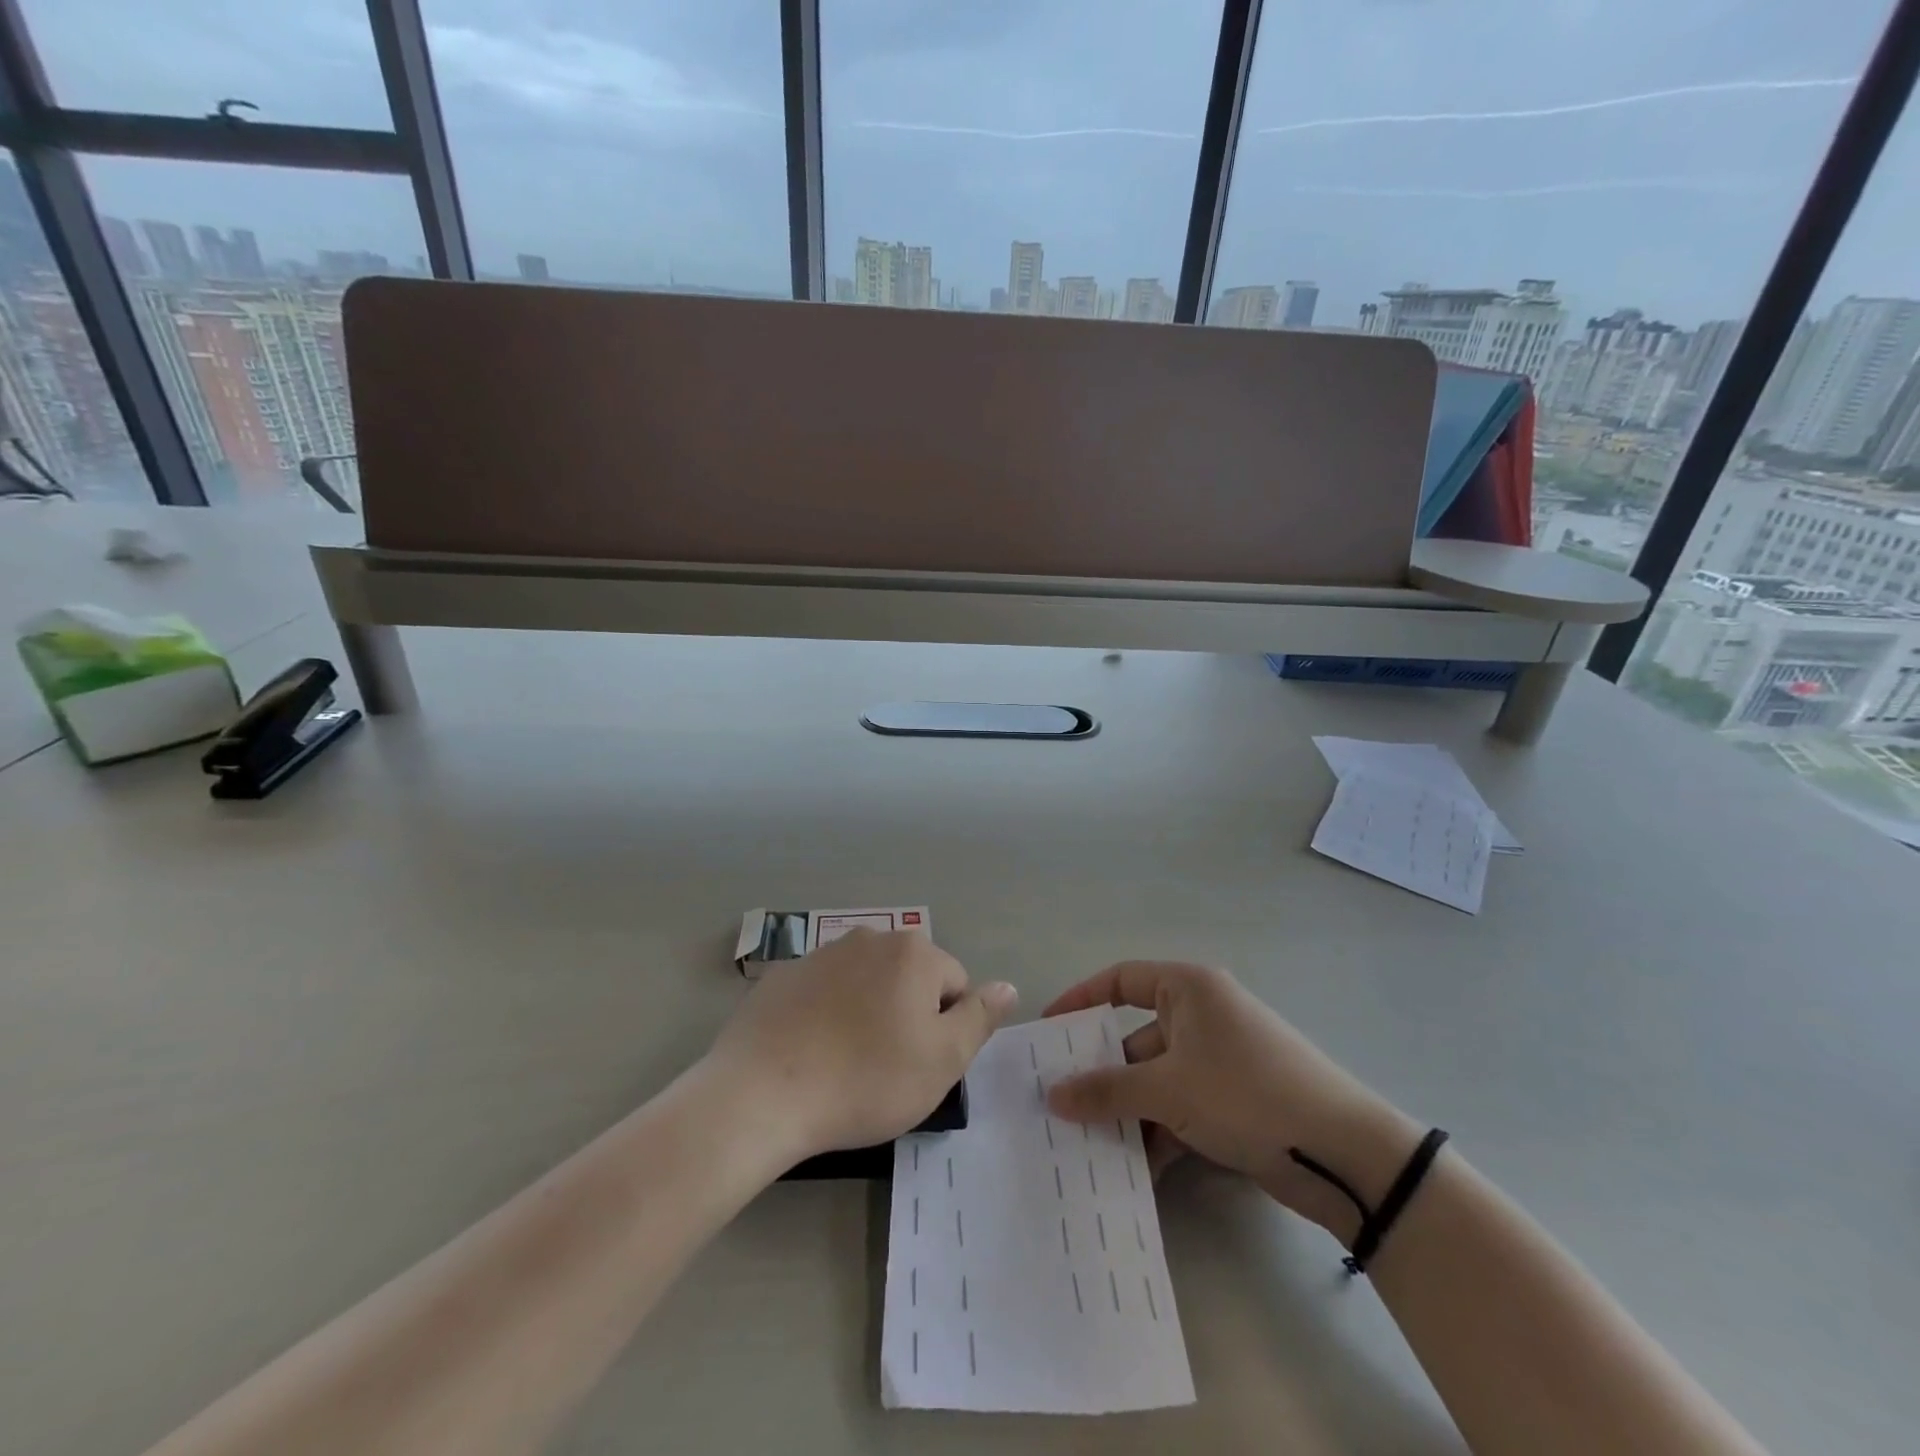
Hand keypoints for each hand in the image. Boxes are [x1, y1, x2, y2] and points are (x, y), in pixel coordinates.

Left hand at [705, 929, 1017, 1161]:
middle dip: (907, 1015)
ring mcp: (821, 953)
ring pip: (866, 984)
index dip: (945, 1029)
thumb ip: (980, 1018)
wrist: (762, 1093)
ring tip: (847, 1063)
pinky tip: (811, 1054)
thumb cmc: (866, 1078)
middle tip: (887, 1067)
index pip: (954, 985)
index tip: (920, 1065)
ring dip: (868, 1013)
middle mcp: (870, 937)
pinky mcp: (784, 975)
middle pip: (909, 978)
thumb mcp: (942, 1060)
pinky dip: (827, 1015)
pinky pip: (824, 993)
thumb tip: (1007, 987)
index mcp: (913, 952)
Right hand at [1043, 962, 1420, 1241]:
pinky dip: (1157, 1134)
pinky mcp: (1231, 1102)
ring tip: (1086, 1146)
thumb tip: (1052, 1095)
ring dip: (1127, 1113)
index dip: (1081, 999)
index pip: (1120, 980)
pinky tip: (1133, 1171)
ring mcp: (1218, 1062)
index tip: (1048, 1030)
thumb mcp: (1168, 1089)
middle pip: (1134, 1039)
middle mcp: (1201, 1017)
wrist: (1343, 1154)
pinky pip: (1178, 1109)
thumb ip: (1106, 1090)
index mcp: (1188, 990)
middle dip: (1101, 1074)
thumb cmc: (1247, 1093)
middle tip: (1058, 1103)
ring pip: (1155, 1081)